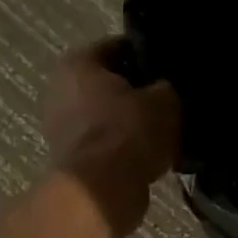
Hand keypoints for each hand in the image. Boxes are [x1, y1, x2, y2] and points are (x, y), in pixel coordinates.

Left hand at [43, 39, 181, 237]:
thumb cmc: (130, 132)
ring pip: (112, 116)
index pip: (121, 46)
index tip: (175, 67)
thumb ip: (169, 87)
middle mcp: (61, 91)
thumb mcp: (166, 99)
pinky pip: (110, 145)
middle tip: (176, 98)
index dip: (151, 55)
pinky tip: (158, 154)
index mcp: (78, 64)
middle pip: (113, 84)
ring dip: (136, 123)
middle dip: (142, 91)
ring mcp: (63, 129)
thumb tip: (169, 89)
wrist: (104, 191)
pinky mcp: (74, 161)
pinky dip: (129, 149)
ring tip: (171, 129)